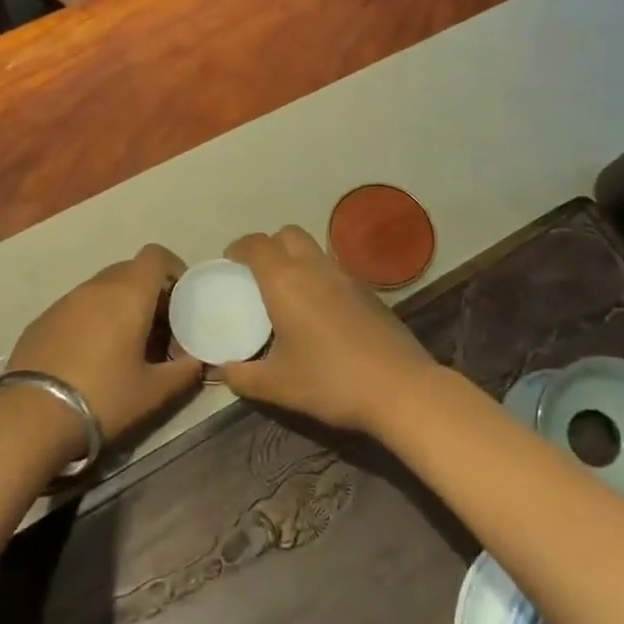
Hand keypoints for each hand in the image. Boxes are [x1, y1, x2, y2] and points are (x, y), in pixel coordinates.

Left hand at [7, 244, 202, 449]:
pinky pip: (77, 307)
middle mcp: (96, 287)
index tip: (181, 297)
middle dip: (148, 291)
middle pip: (129, 271)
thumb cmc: (103, 397)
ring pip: (101, 289)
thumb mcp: (153, 393)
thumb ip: (184, 372)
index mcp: (128, 294)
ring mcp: (64, 301)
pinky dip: (91, 319)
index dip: (173, 269)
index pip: (155, 255)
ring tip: (124, 345)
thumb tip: (197, 362)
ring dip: (118, 306)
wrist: (31, 417)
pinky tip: (89, 357)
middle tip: (158, 327)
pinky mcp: (41, 320)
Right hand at [219, 227, 433, 435]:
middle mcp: (315, 269)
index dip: (239, 248)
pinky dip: (319, 278)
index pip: (257, 245)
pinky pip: (334, 271)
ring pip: (314, 250)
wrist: (400, 388)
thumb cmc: (330, 381)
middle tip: (257, 273)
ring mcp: (346, 277)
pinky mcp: (369, 292)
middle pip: (288, 235)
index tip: (229, 262)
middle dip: (269, 246)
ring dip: (296, 259)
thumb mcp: (278, 385)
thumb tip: (223, 371)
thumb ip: (244, 377)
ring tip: (287, 292)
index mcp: (286, 282)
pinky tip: (319, 311)